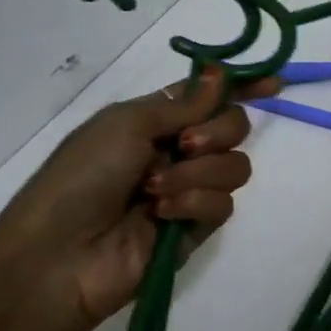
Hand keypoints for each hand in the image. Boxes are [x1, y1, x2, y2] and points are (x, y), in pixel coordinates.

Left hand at [0, 65, 276, 328]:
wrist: (57, 255)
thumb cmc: (81, 178)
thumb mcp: (125, 124)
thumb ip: (183, 103)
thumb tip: (221, 74)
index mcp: (157, 122)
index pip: (211, 97)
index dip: (242, 88)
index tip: (273, 84)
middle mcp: (178, 151)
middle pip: (234, 127)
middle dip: (217, 132)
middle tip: (186, 145)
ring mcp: (190, 190)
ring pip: (234, 166)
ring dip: (198, 173)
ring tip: (156, 190)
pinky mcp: (197, 227)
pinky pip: (223, 204)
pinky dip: (194, 204)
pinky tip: (163, 215)